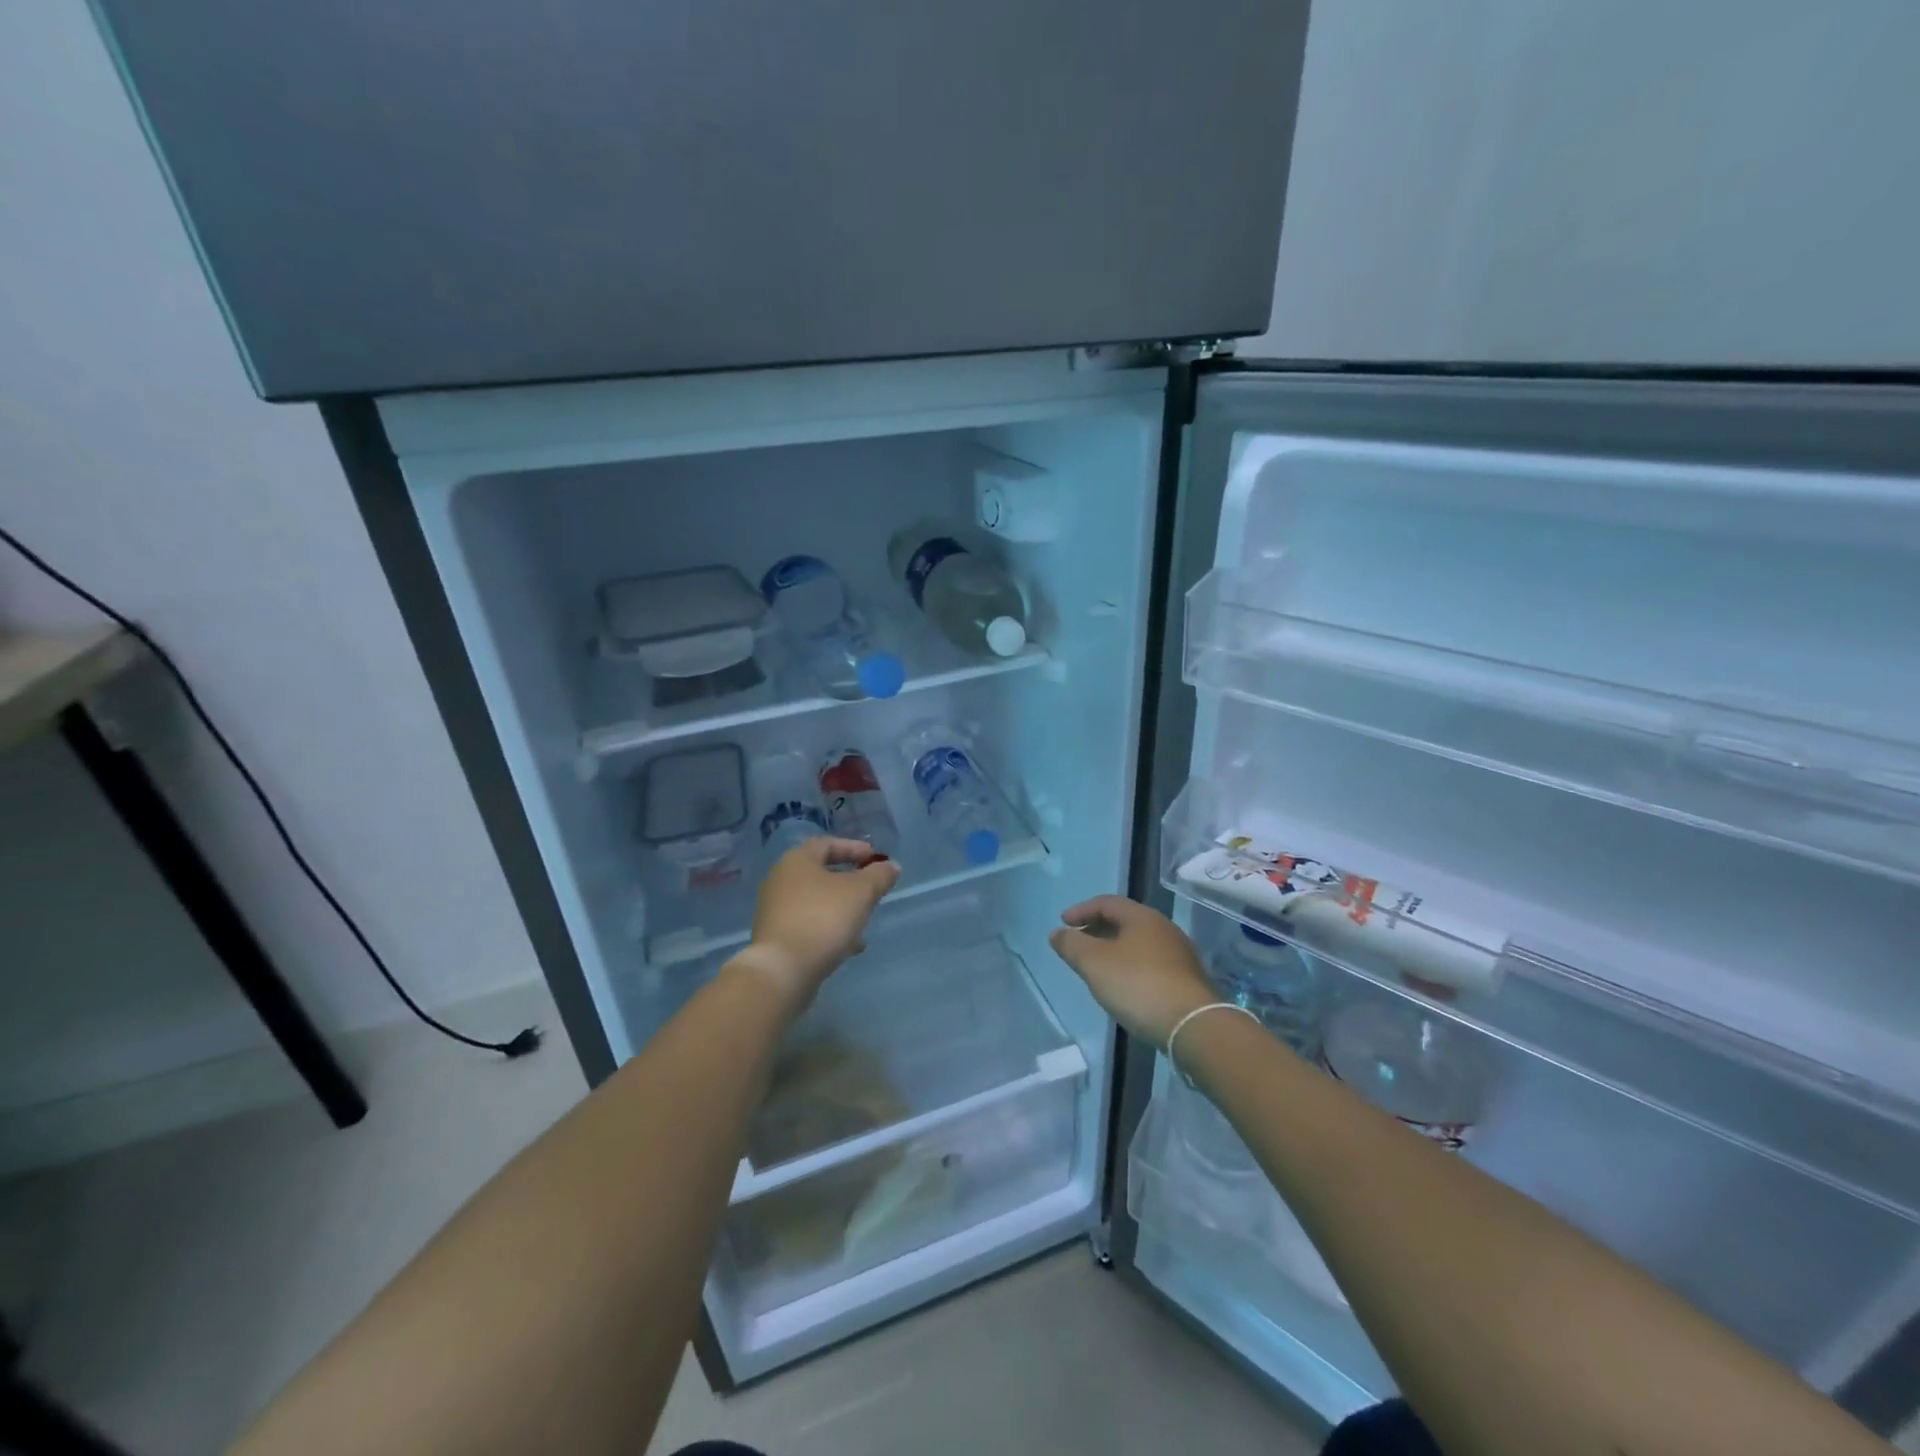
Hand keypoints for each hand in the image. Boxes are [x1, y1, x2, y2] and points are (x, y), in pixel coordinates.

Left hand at [734, 838, 900, 1010]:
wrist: (782, 970)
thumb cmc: (823, 918)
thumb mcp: (861, 893)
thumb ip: (879, 876)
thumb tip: (892, 866)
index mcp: (797, 861)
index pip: (827, 843)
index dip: (853, 848)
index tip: (875, 858)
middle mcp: (781, 880)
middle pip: (820, 873)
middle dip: (849, 881)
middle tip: (871, 889)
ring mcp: (775, 910)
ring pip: (816, 902)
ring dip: (841, 908)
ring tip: (864, 922)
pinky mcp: (776, 938)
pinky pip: (808, 924)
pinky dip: (829, 928)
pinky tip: (849, 946)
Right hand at [1049, 896, 1217, 1046]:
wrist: (1193, 1025)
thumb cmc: (1138, 985)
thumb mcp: (1094, 963)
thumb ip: (1072, 945)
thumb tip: (1057, 933)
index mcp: (1142, 917)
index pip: (1107, 902)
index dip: (1082, 910)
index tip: (1063, 923)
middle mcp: (1164, 929)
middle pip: (1124, 921)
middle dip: (1097, 929)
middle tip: (1078, 944)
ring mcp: (1179, 955)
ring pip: (1138, 943)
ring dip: (1114, 949)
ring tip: (1097, 967)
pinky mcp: (1186, 980)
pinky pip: (1150, 963)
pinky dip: (1130, 966)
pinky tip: (1123, 986)